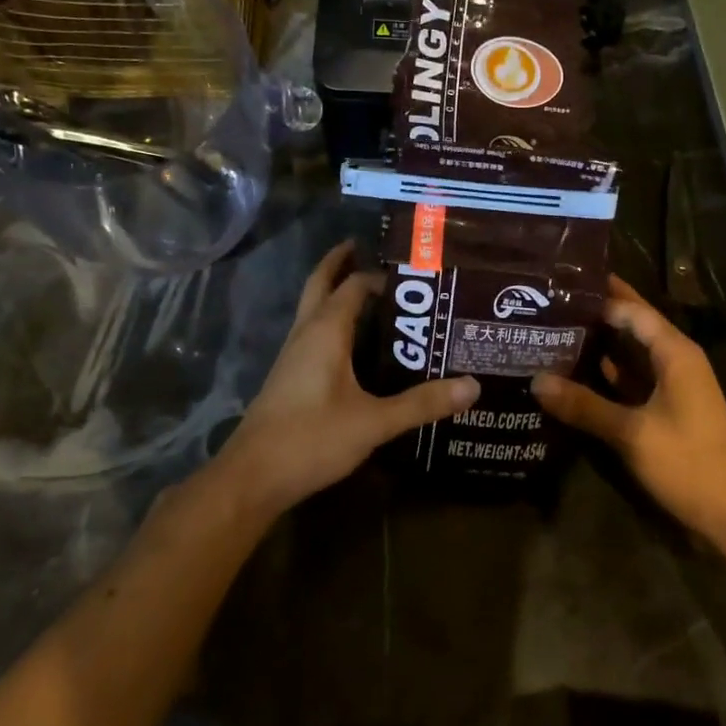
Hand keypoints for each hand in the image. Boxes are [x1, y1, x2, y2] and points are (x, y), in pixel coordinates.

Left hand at [218, 242, 478, 519]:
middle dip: (339, 262)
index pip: (353, 286)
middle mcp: (305, 334)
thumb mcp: (374, 422)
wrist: (252, 477)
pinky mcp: (289, 377)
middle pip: (319, 284)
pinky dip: (331, 322)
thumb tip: (472, 386)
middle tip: (365, 247)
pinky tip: (352, 344)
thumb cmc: (311, 439)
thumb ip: (422, 403)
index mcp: (324, 332)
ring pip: (312, 308)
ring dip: (333, 291)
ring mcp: (292, 356)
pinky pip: (312, 333)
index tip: (411, 271)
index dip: (379, 276)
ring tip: (369, 292)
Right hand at [532, 277, 725, 539]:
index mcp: (675, 353)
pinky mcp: (668, 410)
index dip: (601, 295)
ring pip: (632, 355)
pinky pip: (633, 380)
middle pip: (633, 327)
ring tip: (555, 332)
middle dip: (598, 315)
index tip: (562, 284)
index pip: (633, 310)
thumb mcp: (631, 432)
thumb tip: (536, 381)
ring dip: (601, 345)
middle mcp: (676, 361)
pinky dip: (609, 375)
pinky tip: (576, 375)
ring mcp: (674, 386)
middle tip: (552, 304)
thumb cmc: (688, 462)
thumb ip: (584, 405)